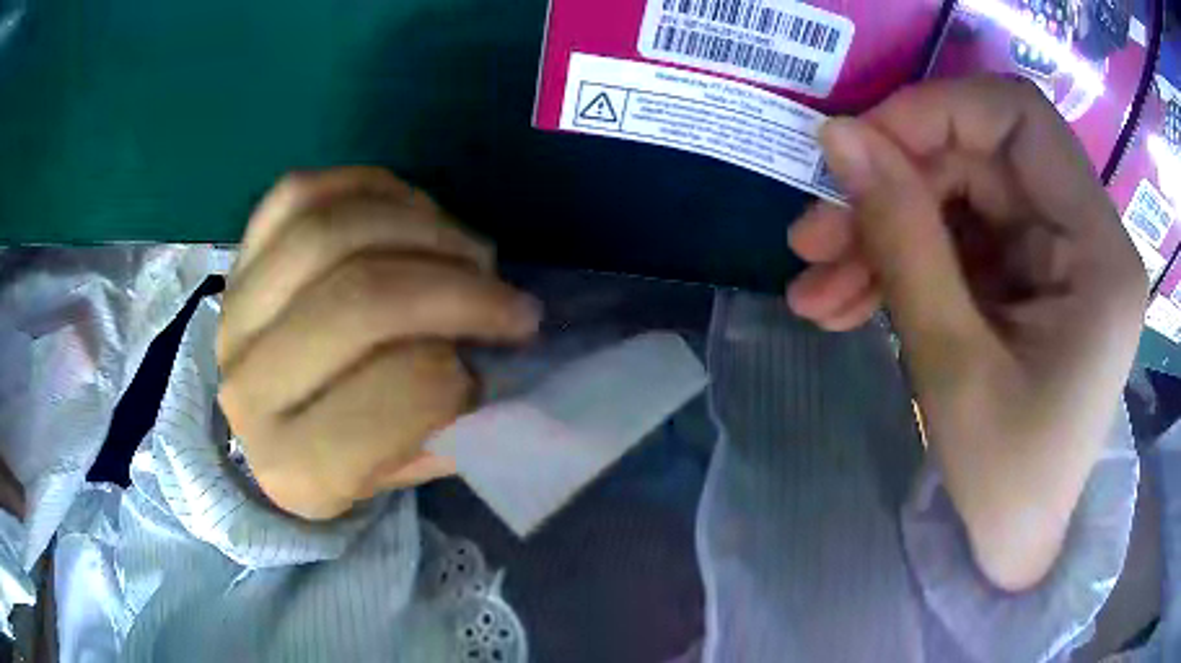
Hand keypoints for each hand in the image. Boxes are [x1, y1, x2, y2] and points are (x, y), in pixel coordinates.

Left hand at [217, 168, 539, 519]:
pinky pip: (302, 194)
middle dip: (458, 291)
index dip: (462, 376)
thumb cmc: (346, 455)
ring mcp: (235, 311)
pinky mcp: (238, 258)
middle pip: (359, 300)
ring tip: (469, 255)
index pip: (394, 398)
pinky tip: (415, 215)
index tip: (490, 371)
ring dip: (426, 231)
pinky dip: (372, 190)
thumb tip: (496, 364)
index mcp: (296, 467)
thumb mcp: (402, 469)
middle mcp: (249, 389)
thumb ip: (451, 430)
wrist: (271, 422)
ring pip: (332, 232)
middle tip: (511, 302)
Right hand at [787, 77, 1146, 589]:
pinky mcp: (1025, 280)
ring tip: (816, 284)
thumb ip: (902, 237)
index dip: (936, 112)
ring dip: (882, 231)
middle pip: (979, 160)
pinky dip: (898, 264)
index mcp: (1099, 255)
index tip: (857, 148)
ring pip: (957, 200)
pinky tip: (846, 302)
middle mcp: (1084, 238)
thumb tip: (837, 136)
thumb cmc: (1002, 482)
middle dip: (892, 186)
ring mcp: (1054, 258)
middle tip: (813, 233)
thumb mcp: (953, 364)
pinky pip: (956, 242)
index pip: (1021, 119)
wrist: (1009, 546)